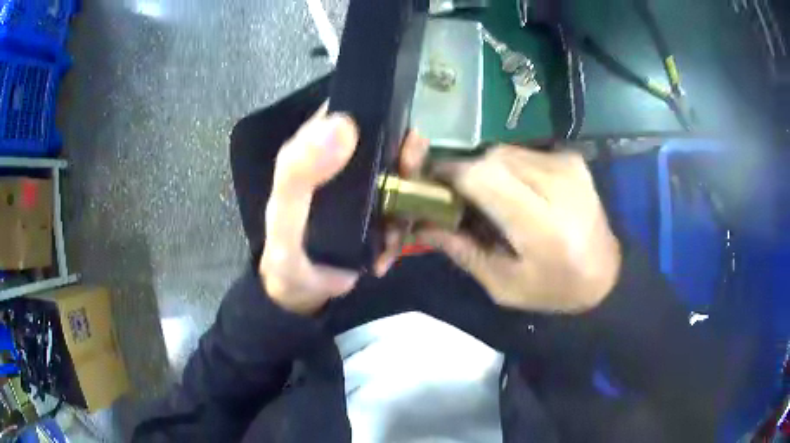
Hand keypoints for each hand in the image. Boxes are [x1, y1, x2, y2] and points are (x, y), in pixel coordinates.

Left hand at [260, 107, 427, 314]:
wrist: (304, 293)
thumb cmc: (286, 253)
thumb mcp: (284, 216)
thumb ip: (299, 175)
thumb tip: (342, 125)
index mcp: (316, 149)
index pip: (352, 112)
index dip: (380, 114)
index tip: (400, 139)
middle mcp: (344, 160)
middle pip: (389, 140)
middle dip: (408, 158)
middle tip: (411, 177)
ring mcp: (366, 186)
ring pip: (405, 174)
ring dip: (412, 199)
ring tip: (395, 233)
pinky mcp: (380, 211)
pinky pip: (407, 207)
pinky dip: (406, 228)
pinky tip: (388, 252)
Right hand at [420, 146, 620, 313]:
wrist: (607, 274)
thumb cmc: (555, 289)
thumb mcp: (504, 285)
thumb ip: (463, 251)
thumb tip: (421, 224)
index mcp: (544, 225)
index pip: (483, 178)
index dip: (450, 176)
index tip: (431, 187)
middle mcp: (558, 184)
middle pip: (491, 159)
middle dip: (466, 175)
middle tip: (459, 200)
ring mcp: (568, 165)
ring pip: (504, 151)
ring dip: (486, 170)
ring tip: (488, 199)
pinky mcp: (571, 158)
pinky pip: (523, 153)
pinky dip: (508, 167)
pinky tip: (514, 191)